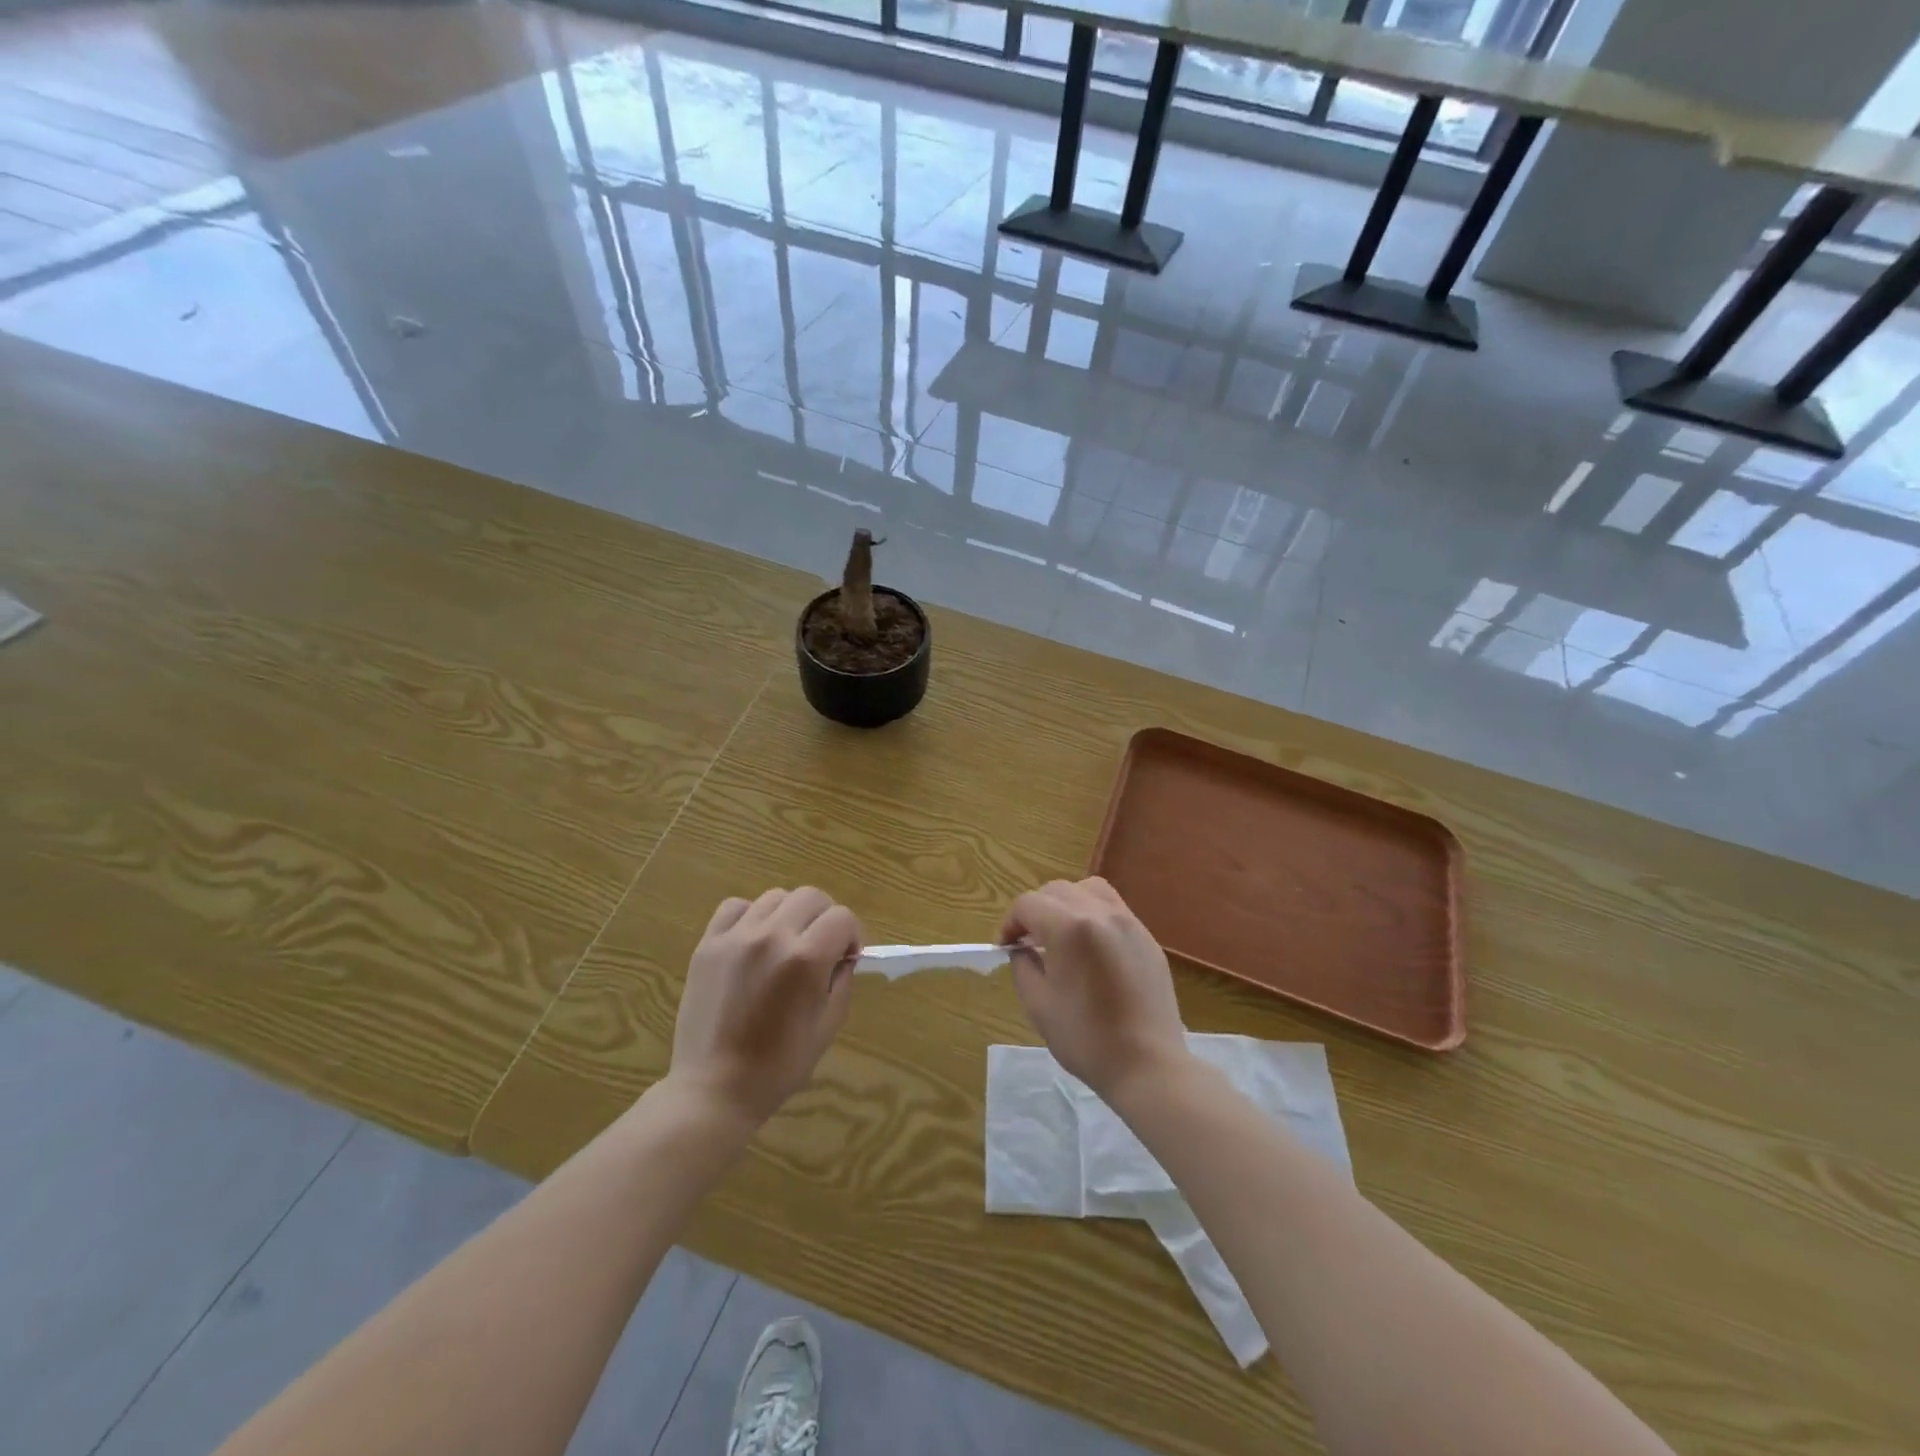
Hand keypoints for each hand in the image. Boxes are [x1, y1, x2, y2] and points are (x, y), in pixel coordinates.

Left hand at [669, 888, 860, 1123]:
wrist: (714, 1089)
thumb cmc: (780, 1065)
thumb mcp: (828, 1024)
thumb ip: (841, 979)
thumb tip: (843, 954)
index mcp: (806, 958)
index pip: (843, 917)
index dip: (852, 935)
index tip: (845, 958)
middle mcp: (772, 936)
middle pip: (812, 897)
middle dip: (825, 918)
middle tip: (820, 948)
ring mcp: (736, 937)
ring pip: (776, 897)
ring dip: (790, 915)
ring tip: (784, 945)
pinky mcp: (708, 944)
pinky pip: (735, 907)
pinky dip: (751, 916)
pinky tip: (753, 941)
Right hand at [999, 877, 1188, 1100]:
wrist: (1148, 1065)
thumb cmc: (1086, 1038)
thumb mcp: (1038, 1004)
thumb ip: (1023, 965)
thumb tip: (1022, 949)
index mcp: (1070, 928)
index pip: (1028, 904)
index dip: (1010, 923)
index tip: (1006, 948)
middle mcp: (1100, 913)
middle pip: (1056, 890)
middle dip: (1035, 910)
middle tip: (1028, 942)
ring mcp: (1128, 922)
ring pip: (1088, 889)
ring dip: (1066, 904)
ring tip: (1060, 935)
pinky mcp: (1146, 937)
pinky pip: (1113, 908)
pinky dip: (1092, 915)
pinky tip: (1090, 948)